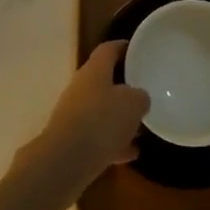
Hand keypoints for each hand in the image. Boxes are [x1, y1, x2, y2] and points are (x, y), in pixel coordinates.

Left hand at [18, 41, 148, 205]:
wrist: (64, 162)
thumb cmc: (101, 121)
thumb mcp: (133, 104)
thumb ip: (140, 97)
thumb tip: (139, 98)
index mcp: (94, 70)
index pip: (108, 49)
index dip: (124, 47)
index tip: (139, 50)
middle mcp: (81, 88)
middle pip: (104, 80)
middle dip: (124, 87)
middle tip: (145, 92)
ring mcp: (74, 115)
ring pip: (101, 111)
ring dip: (120, 118)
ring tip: (142, 126)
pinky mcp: (72, 141)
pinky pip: (97, 137)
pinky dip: (114, 143)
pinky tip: (132, 153)